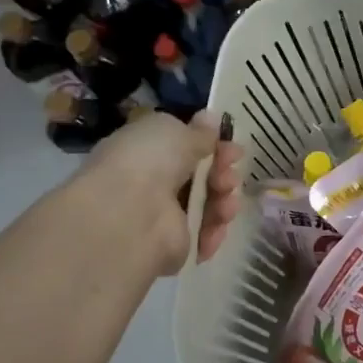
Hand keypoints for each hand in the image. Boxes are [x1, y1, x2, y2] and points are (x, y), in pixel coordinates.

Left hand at [81, 111, 244, 274]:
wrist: (129, 215)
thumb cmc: (148, 161)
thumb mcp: (174, 131)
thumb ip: (197, 130)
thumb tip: (210, 118)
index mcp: (145, 152)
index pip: (186, 148)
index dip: (214, 147)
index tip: (233, 148)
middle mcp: (153, 183)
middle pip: (203, 177)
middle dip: (223, 174)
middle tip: (227, 176)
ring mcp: (163, 216)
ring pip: (209, 205)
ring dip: (224, 200)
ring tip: (225, 201)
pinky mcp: (175, 245)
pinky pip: (206, 234)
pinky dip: (215, 229)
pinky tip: (217, 224)